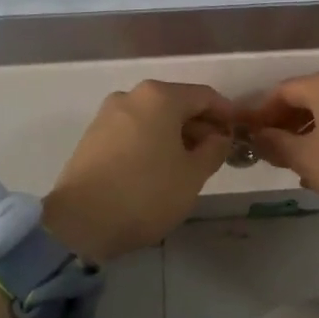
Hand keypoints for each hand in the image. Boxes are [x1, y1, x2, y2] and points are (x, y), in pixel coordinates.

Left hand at [43, 81, 234, 262]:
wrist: (80, 222)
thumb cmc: (146, 193)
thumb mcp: (193, 175)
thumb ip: (214, 150)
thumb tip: (219, 137)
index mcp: (160, 96)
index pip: (205, 96)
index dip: (226, 113)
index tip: (238, 133)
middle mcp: (132, 96)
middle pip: (176, 103)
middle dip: (199, 125)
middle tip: (215, 153)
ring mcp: (107, 115)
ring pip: (153, 118)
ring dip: (174, 135)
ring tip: (188, 164)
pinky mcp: (92, 137)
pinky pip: (133, 131)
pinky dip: (151, 142)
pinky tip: (158, 168)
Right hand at [241, 67, 318, 238]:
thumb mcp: (306, 158)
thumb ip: (275, 143)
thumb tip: (257, 135)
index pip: (281, 92)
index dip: (260, 114)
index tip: (247, 136)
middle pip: (307, 98)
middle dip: (285, 124)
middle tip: (270, 152)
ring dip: (309, 133)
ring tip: (296, 162)